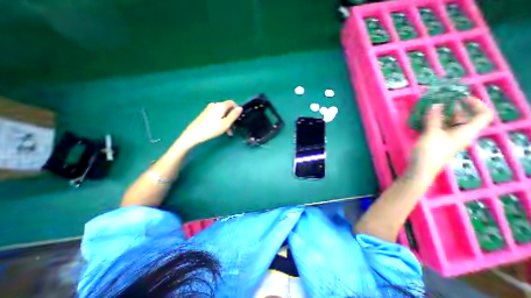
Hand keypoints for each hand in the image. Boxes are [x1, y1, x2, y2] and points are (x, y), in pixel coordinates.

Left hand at [179, 100, 242, 145]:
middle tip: (233, 129)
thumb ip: (234, 115)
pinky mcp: (205, 114)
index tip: (238, 119)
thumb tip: (240, 108)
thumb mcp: (226, 123)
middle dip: (231, 118)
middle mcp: (215, 105)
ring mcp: (209, 109)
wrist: (194, 134)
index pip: (232, 103)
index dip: (236, 110)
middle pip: (227, 109)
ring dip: (226, 121)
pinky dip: (220, 121)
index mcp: (220, 106)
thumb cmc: (212, 129)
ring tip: (227, 132)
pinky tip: (220, 129)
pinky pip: (216, 115)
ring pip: (222, 113)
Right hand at [408, 97, 492, 182]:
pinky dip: (433, 123)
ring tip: (428, 110)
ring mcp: (447, 138)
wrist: (421, 168)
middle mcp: (460, 134)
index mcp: (466, 132)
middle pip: (463, 118)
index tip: (459, 98)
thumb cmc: (430, 151)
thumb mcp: (431, 134)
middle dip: (453, 109)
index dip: (475, 104)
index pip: (482, 115)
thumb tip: (437, 104)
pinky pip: (439, 129)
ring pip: (449, 123)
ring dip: (440, 116)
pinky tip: (423, 121)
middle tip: (438, 102)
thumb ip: (434, 119)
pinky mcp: (436, 141)